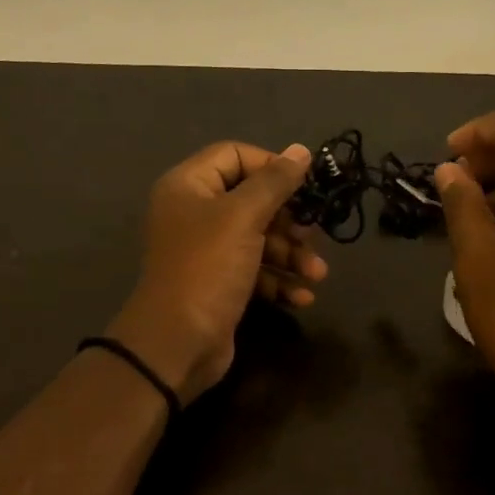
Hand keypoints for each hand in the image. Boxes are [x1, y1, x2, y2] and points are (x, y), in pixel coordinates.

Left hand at [107, 141, 328, 401]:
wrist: (177, 343)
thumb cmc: (208, 267)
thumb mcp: (243, 217)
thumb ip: (274, 182)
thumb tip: (301, 150)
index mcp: (189, 186)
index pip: (235, 155)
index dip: (271, 165)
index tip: (304, 185)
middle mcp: (195, 213)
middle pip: (252, 200)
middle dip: (289, 220)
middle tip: (313, 234)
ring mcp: (206, 251)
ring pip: (259, 238)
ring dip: (291, 255)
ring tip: (317, 274)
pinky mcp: (219, 284)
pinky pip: (255, 271)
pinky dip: (279, 281)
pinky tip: (302, 297)